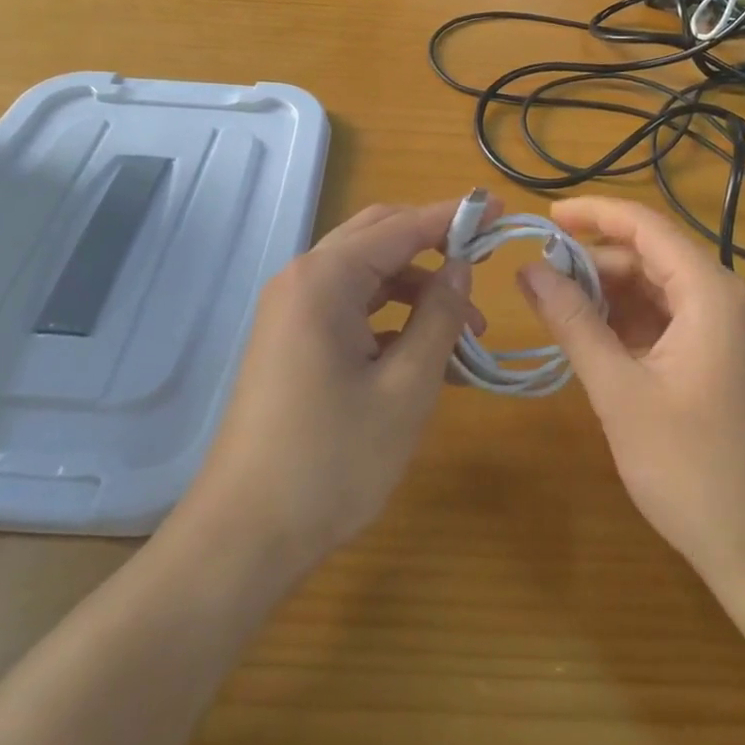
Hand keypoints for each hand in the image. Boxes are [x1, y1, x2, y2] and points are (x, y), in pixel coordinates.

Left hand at [181, 198, 491, 575]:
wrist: (244, 535)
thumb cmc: (333, 460)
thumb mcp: (406, 387)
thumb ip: (438, 316)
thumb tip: (461, 266)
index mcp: (325, 278)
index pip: (402, 226)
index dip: (454, 215)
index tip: (500, 208)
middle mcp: (303, 279)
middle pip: (379, 237)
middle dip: (434, 246)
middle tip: (485, 262)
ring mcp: (292, 310)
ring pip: (367, 274)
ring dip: (417, 289)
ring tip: (467, 331)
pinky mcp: (291, 340)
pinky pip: (350, 307)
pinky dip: (391, 317)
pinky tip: (426, 352)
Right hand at [516, 197, 744, 590]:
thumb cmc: (690, 470)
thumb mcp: (618, 391)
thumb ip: (572, 321)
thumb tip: (528, 270)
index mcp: (717, 295)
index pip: (646, 227)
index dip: (593, 215)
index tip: (547, 217)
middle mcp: (743, 297)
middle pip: (658, 259)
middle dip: (600, 266)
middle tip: (545, 283)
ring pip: (671, 289)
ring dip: (619, 296)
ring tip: (567, 312)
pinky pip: (688, 317)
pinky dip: (645, 321)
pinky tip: (607, 339)